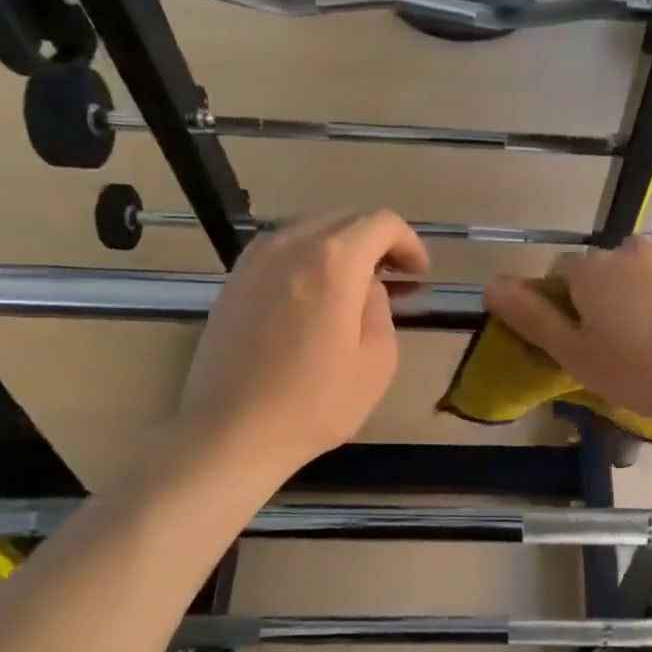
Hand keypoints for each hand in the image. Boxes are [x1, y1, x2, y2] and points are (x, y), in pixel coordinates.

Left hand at [179, 210, 430, 471]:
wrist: (231, 432)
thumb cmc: (315, 403)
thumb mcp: (377, 361)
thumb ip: (381, 308)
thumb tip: (366, 288)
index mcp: (334, 260)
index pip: (382, 223)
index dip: (409, 243)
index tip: (419, 275)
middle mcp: (291, 244)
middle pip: (345, 219)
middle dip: (377, 242)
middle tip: (395, 279)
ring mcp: (255, 259)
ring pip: (311, 229)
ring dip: (341, 248)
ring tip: (355, 286)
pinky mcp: (233, 280)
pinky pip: (281, 250)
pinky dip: (308, 259)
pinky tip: (314, 296)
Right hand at [483, 236, 651, 426]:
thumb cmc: (645, 370)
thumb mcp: (578, 357)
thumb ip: (533, 319)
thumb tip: (490, 284)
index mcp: (593, 271)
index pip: (565, 277)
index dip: (572, 307)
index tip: (589, 339)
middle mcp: (632, 247)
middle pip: (610, 269)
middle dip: (614, 295)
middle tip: (632, 341)